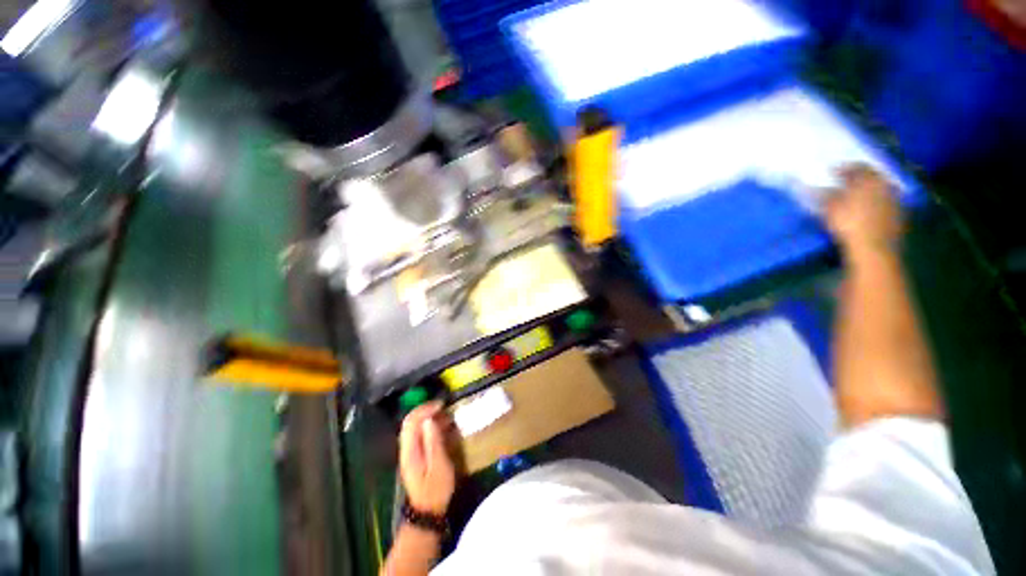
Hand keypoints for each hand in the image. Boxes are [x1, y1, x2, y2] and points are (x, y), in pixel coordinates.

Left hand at [399, 402, 455, 514]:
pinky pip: (419, 434)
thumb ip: (434, 442)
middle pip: (410, 422)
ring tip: (446, 415)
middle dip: (426, 410)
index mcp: (410, 450)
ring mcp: (409, 452)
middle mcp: (406, 448)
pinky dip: (430, 426)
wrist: (426, 513)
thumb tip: (430, 419)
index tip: (442, 404)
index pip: (412, 422)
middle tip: (444, 407)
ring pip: (414, 427)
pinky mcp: (414, 455)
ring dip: (428, 417)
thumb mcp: (439, 466)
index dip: (425, 409)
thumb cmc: (436, 490)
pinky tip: (442, 427)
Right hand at [824, 164, 902, 261]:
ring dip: (868, 190)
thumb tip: (812, 186)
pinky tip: (867, 208)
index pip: (857, 167)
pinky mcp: (898, 215)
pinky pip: (886, 202)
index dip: (843, 168)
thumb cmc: (850, 226)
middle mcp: (885, 185)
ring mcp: (894, 200)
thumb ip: (824, 195)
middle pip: (872, 176)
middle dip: (859, 177)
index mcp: (869, 180)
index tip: (830, 171)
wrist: (874, 250)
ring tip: (855, 195)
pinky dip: (876, 202)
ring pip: (880, 188)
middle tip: (845, 181)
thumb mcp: (831, 209)